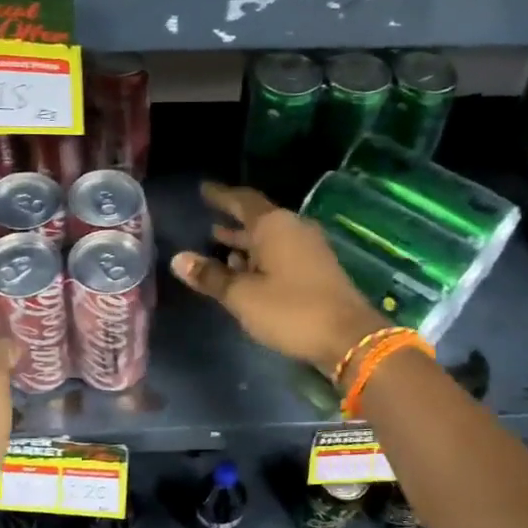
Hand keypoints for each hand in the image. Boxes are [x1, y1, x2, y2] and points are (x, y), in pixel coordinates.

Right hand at [170, 182, 388, 373]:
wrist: (348, 338)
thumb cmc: (290, 310)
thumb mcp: (243, 296)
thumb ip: (211, 276)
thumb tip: (179, 259)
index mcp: (274, 225)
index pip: (242, 200)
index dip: (221, 196)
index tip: (203, 190)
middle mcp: (293, 229)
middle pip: (257, 219)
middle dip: (232, 222)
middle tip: (208, 221)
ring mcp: (309, 249)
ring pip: (269, 239)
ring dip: (245, 242)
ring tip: (219, 246)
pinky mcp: (317, 269)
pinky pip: (281, 253)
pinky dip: (260, 257)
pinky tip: (246, 271)